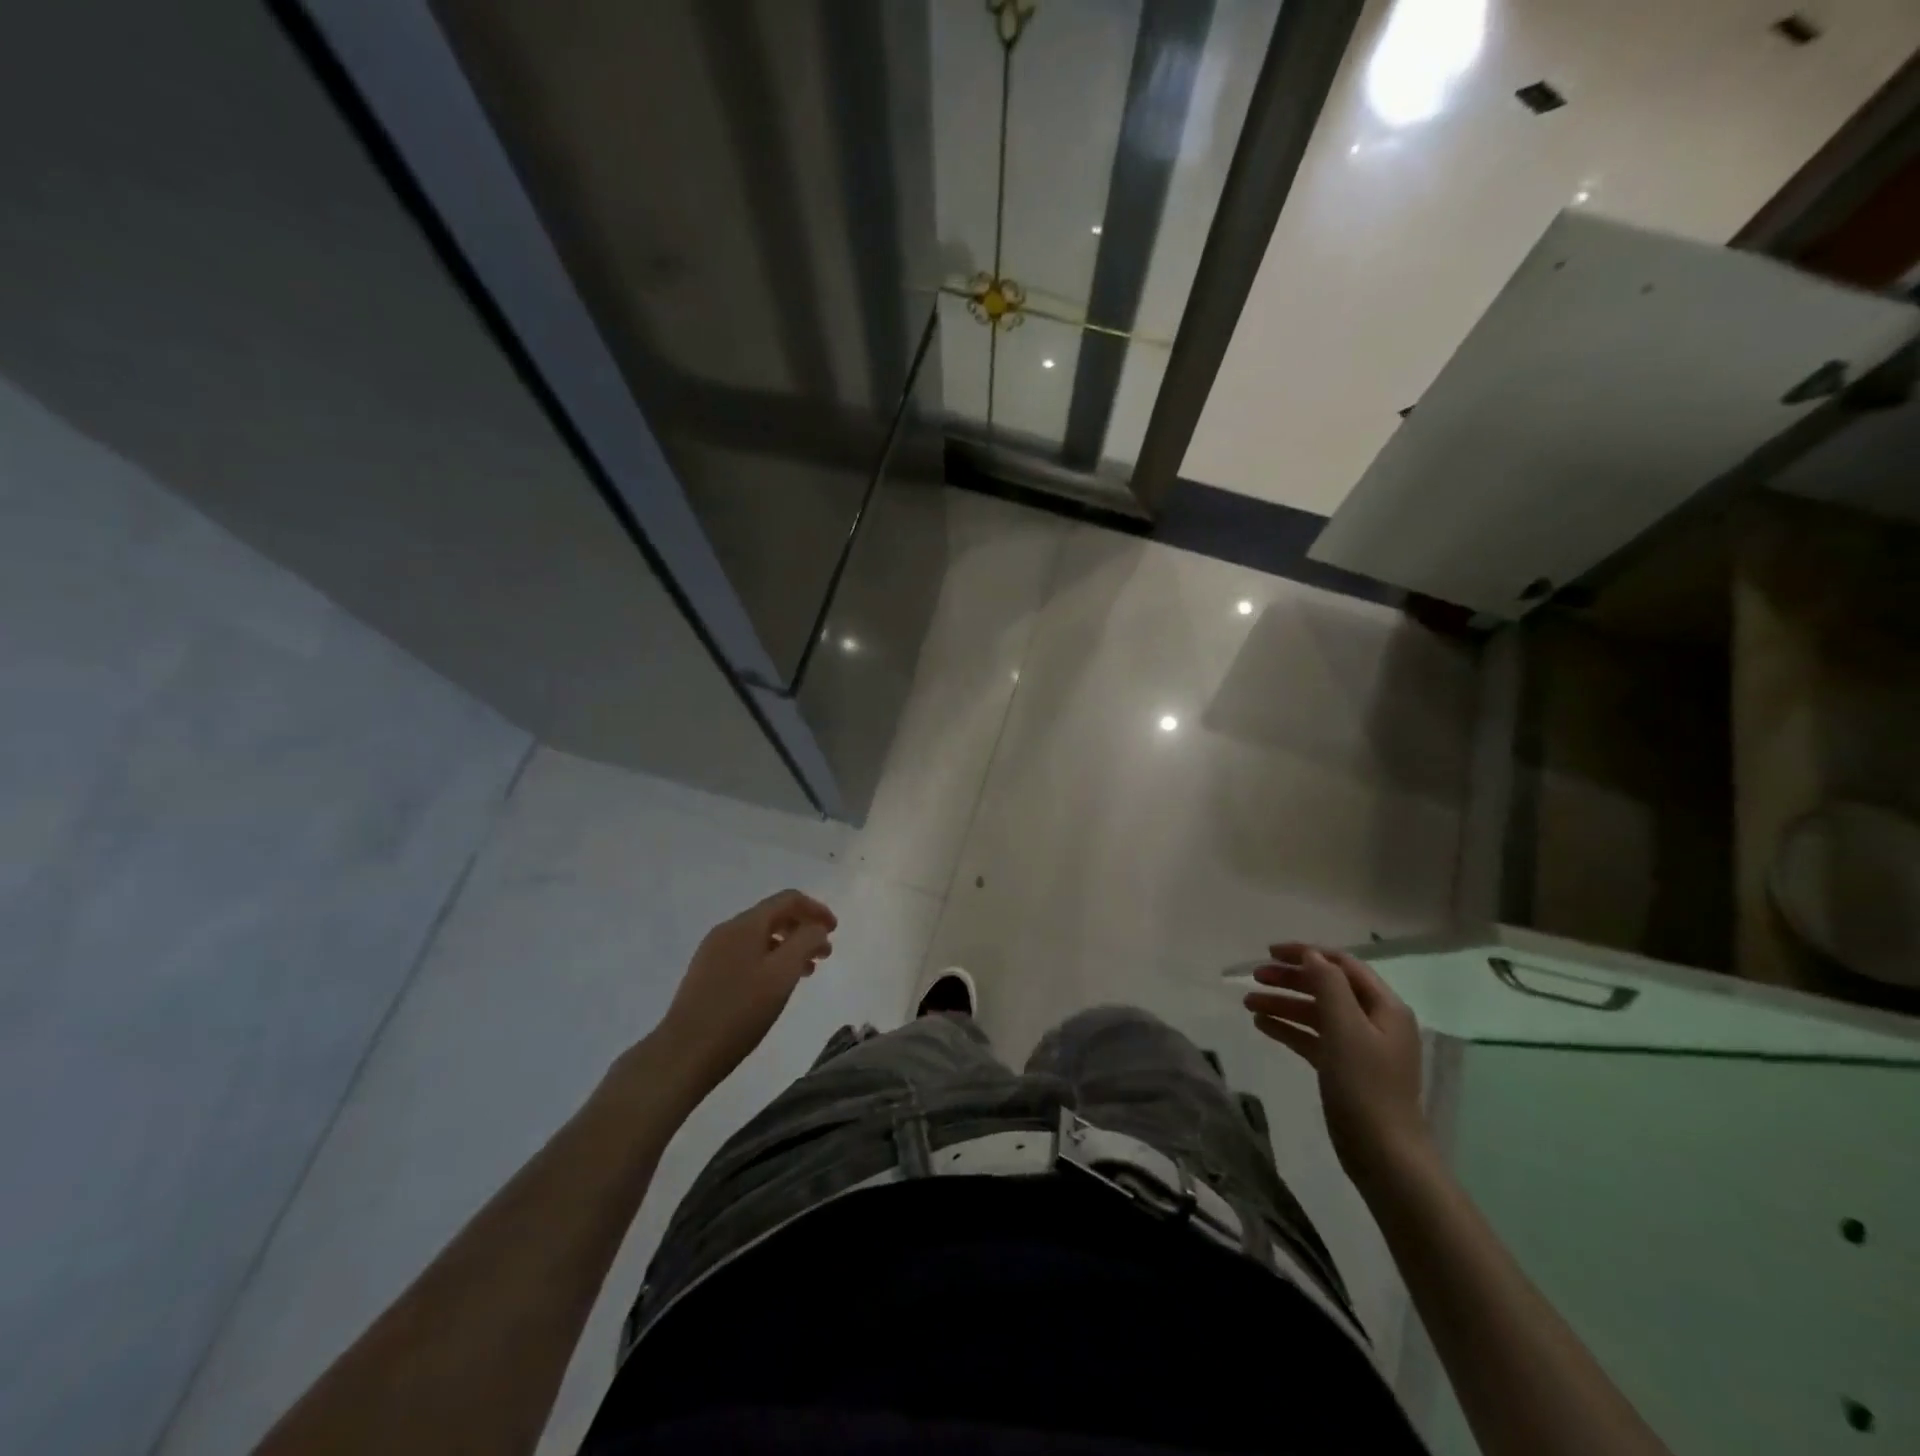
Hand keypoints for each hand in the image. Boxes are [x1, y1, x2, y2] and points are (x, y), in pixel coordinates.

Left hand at [654, 890, 837, 1094]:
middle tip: (824, 955)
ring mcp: (713, 951)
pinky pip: (746, 954)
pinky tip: (775, 985)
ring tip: (806, 972)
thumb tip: (817, 928)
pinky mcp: (706, 973)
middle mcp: (728, 930)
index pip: (788, 899)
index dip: (816, 910)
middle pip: (773, 916)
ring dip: (788, 947)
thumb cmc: (740, 1011)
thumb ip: (806, 942)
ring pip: (760, 937)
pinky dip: (769, 960)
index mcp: (746, 924)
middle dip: (803, 929)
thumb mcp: (783, 974)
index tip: (834, 931)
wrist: (684, 1052)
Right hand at [1243, 943, 1429, 1189]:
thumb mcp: (1345, 1027)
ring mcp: (1360, 1047)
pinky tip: (1263, 1026)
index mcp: (1384, 1007)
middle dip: (1291, 978)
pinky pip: (1314, 1038)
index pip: (1342, 964)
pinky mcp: (1346, 1069)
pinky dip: (1290, 1028)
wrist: (1384, 1155)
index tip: (1269, 952)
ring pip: (1317, 1013)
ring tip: (1248, 1003)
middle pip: (1328, 987)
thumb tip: (1311, 955)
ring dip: (1284, 1003)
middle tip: (1255, 977)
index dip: (1306, 953)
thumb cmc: (1365, 1086)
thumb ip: (1328, 985)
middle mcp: (1375, 1021)